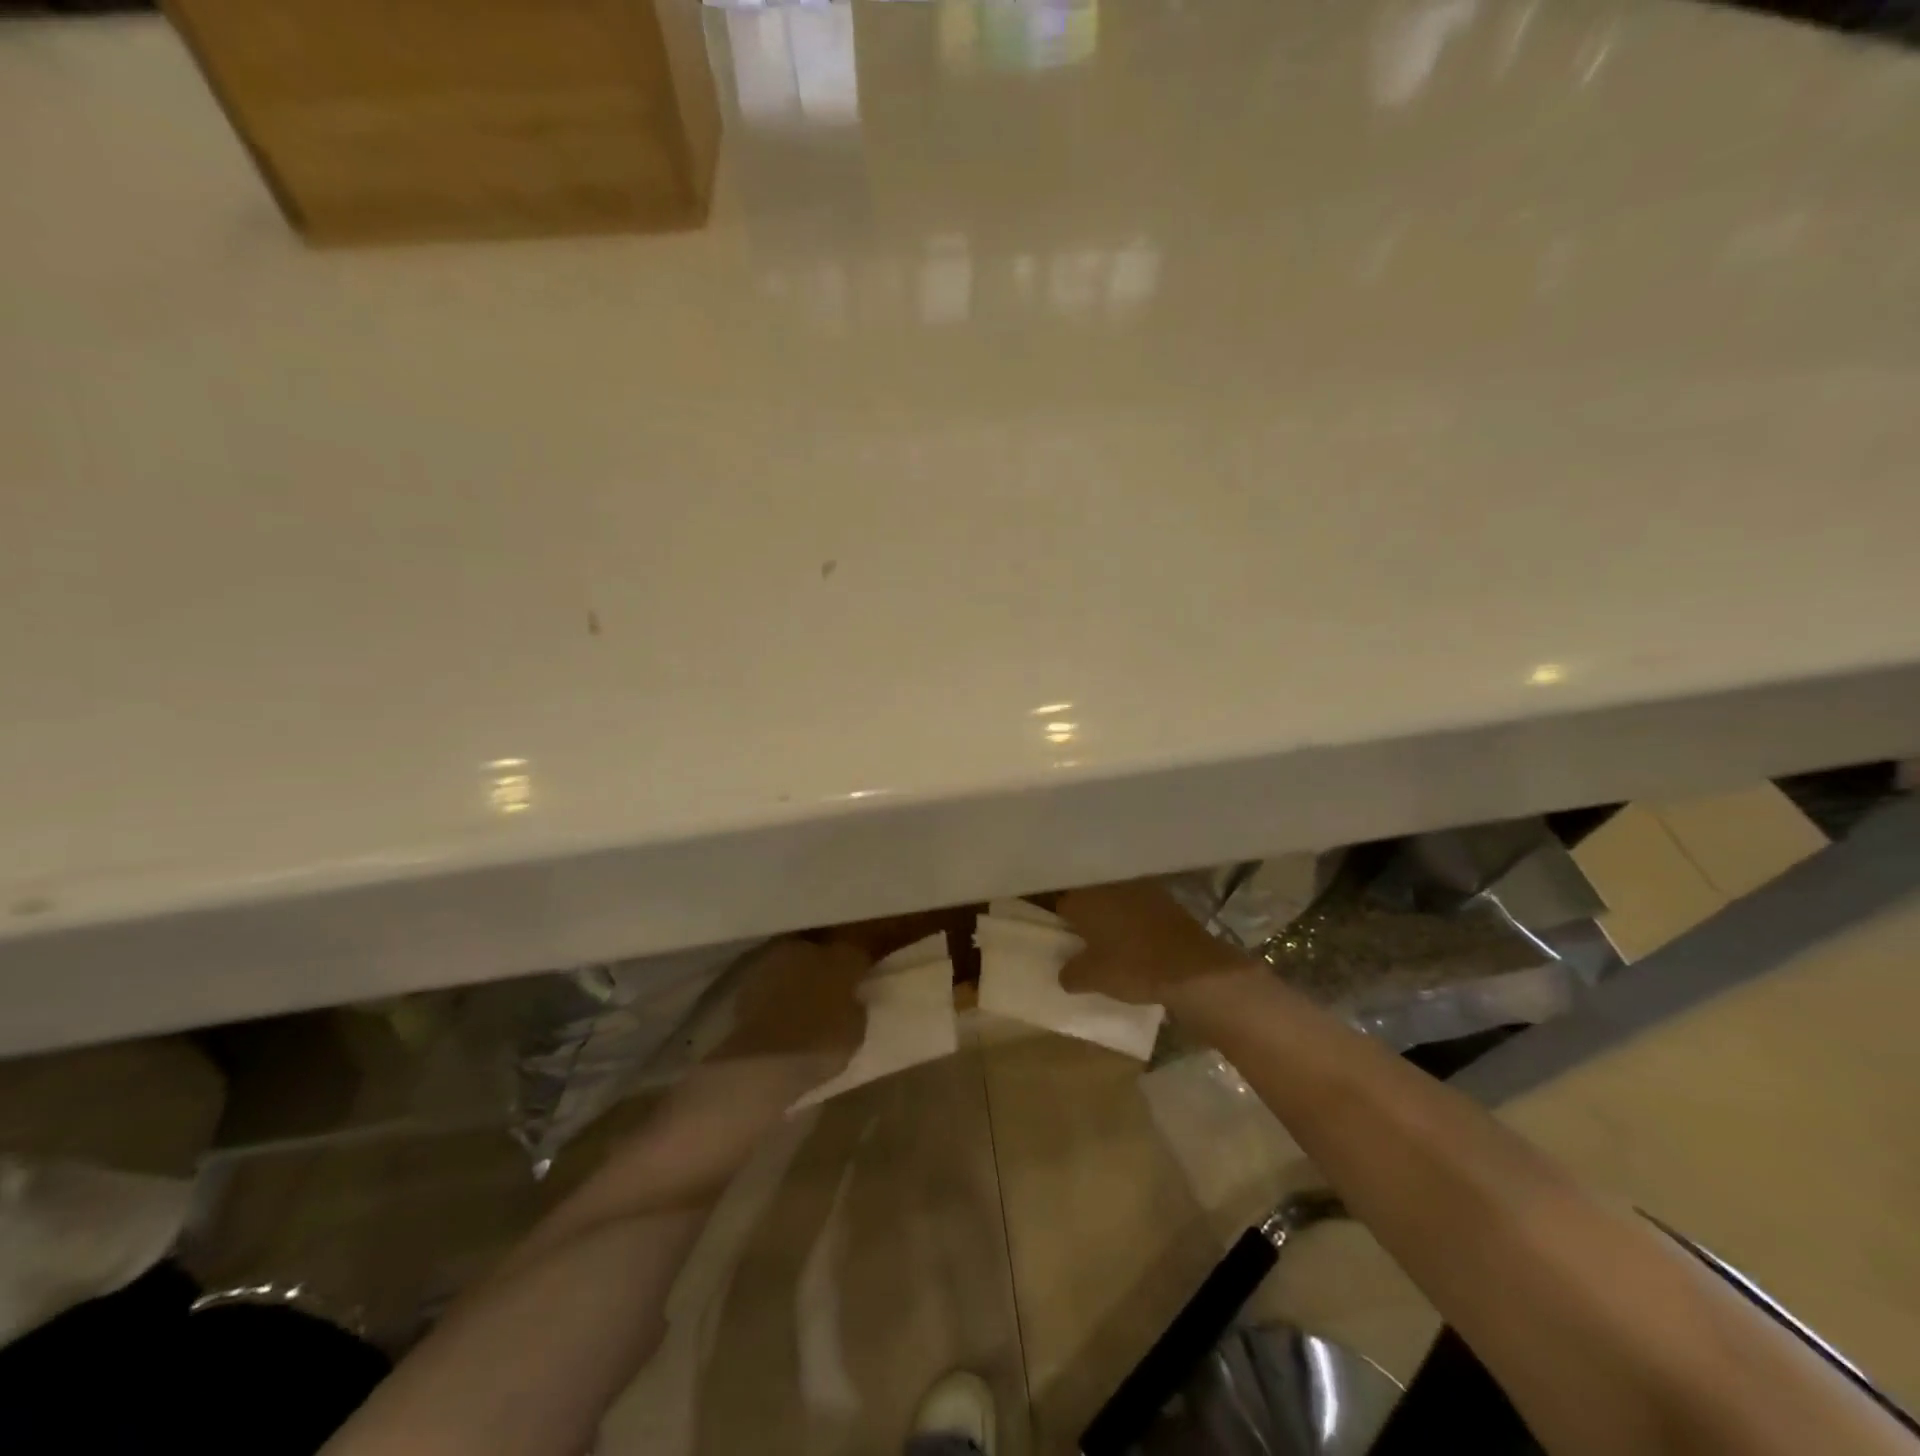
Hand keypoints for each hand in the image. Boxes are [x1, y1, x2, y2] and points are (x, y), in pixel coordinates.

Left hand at [715, 937, 869, 1066]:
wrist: (762, 1060)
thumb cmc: (819, 1046)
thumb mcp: (855, 1032)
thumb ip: (855, 1008)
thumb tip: (851, 1000)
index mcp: (841, 959)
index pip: (856, 955)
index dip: (857, 970)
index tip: (857, 985)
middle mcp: (809, 949)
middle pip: (821, 951)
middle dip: (824, 967)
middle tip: (827, 991)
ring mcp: (776, 960)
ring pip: (793, 962)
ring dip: (797, 976)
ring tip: (798, 1001)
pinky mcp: (749, 979)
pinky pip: (770, 980)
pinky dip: (774, 991)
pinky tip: (776, 1010)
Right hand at [1057, 879, 1248, 1005]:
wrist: (1191, 967)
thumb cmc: (1132, 967)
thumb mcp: (1092, 979)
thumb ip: (1070, 974)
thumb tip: (1065, 973)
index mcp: (1083, 899)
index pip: (1060, 904)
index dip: (1060, 923)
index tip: (1064, 939)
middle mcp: (1107, 884)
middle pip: (1088, 897)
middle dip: (1087, 915)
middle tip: (1087, 941)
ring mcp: (1138, 887)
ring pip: (1115, 898)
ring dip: (1113, 914)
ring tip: (1114, 940)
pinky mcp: (1164, 897)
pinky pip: (1139, 905)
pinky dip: (1136, 917)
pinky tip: (1140, 938)